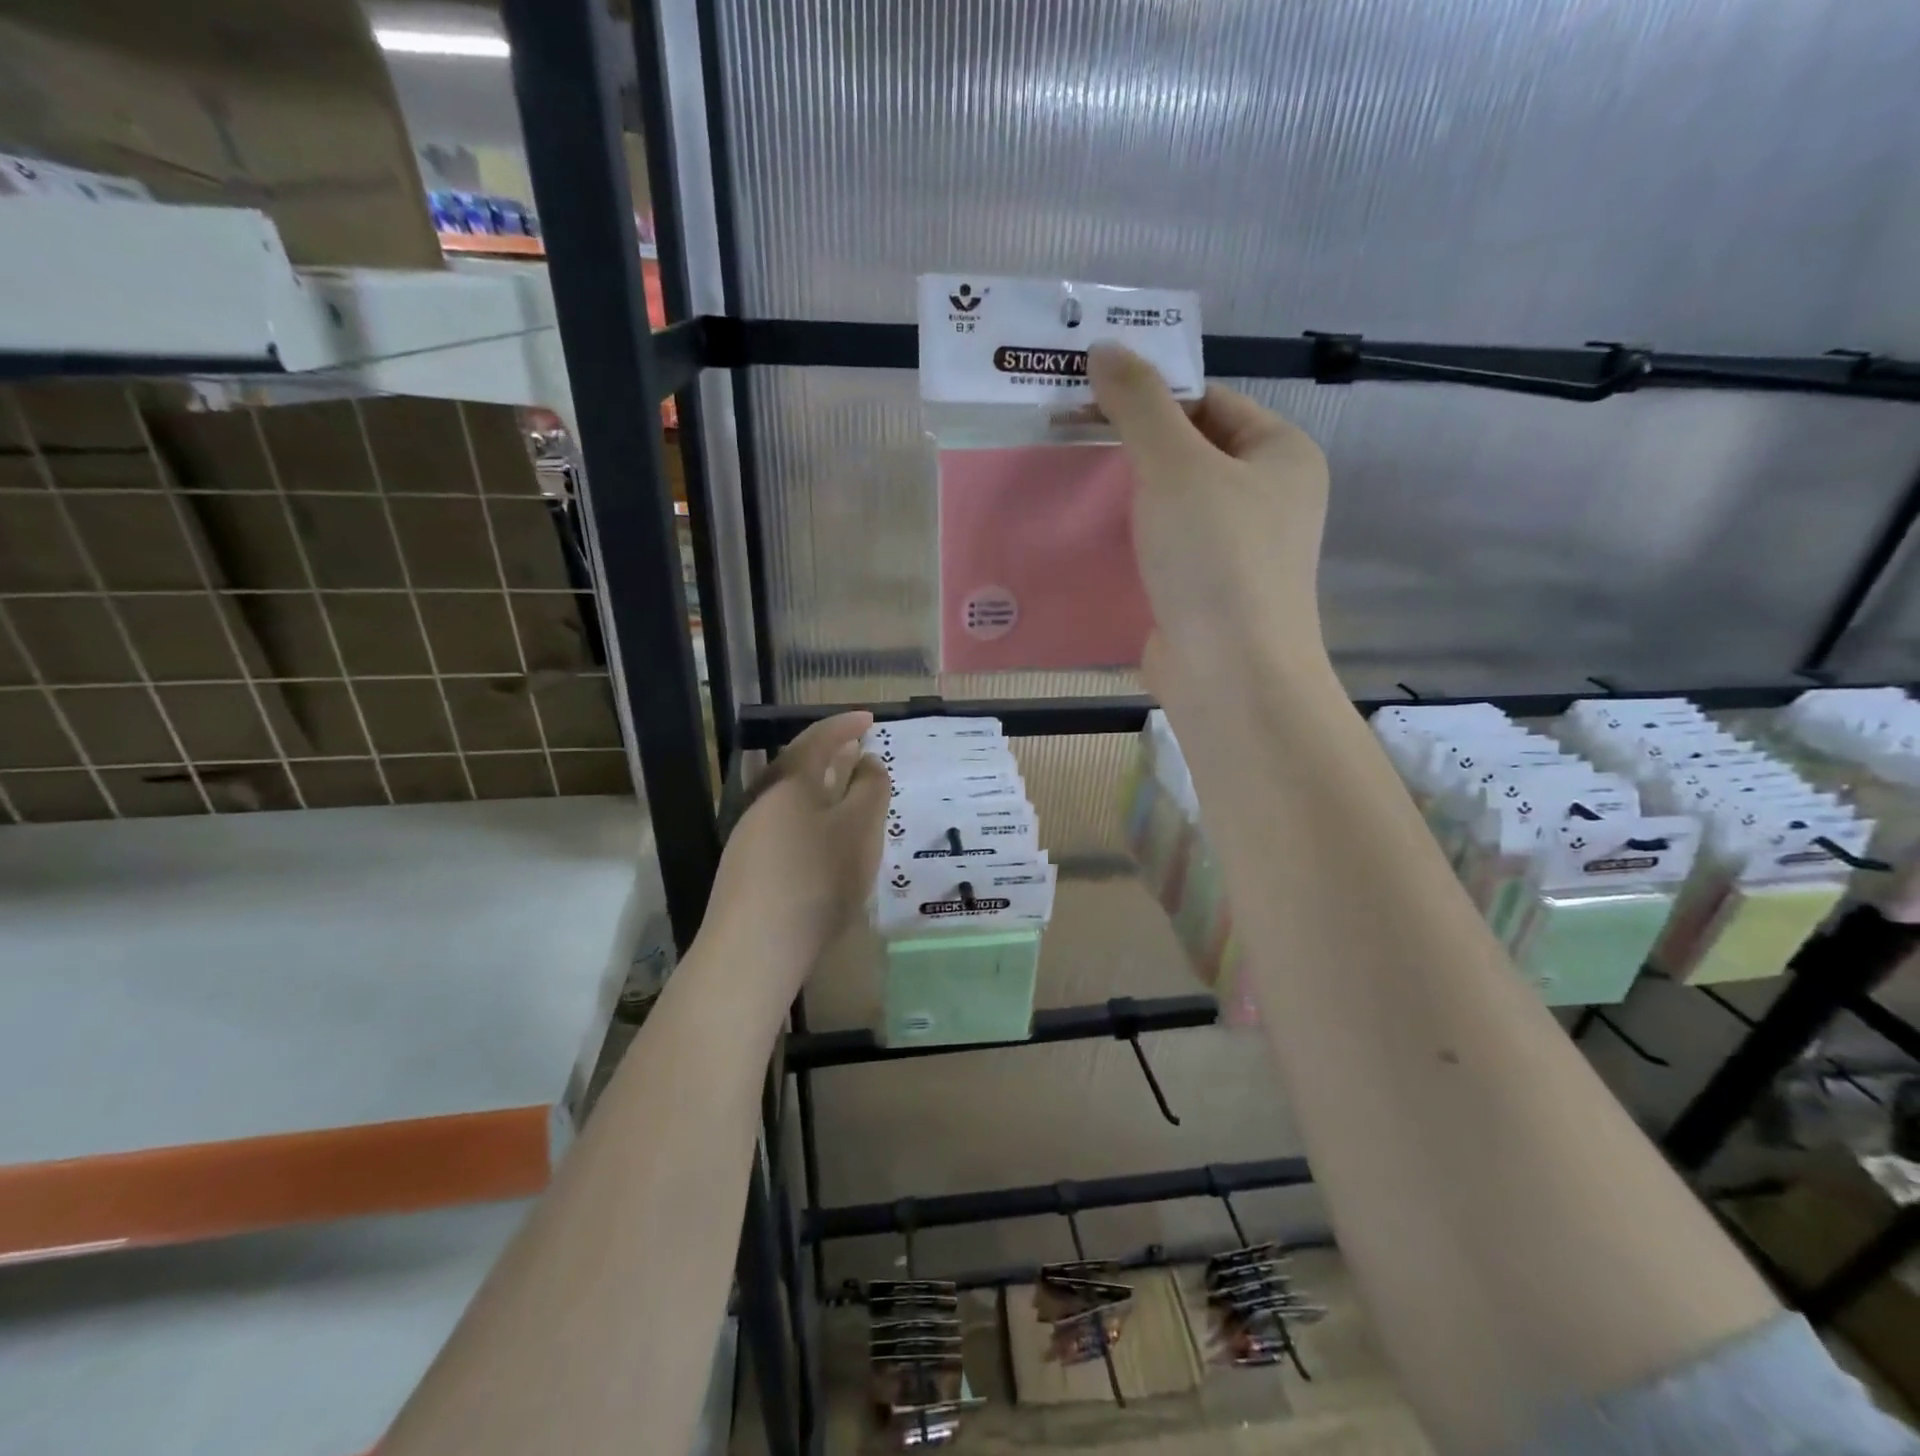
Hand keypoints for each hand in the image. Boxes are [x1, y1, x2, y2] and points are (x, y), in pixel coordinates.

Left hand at [703, 712, 887, 999]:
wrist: (755, 947)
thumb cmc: (817, 878)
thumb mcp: (860, 829)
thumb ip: (870, 790)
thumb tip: (867, 762)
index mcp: (790, 782)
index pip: (819, 738)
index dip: (845, 725)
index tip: (870, 718)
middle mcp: (764, 800)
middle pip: (799, 767)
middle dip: (831, 755)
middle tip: (858, 751)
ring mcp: (750, 835)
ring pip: (792, 800)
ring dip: (821, 790)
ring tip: (847, 796)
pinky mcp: (748, 867)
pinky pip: (786, 828)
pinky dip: (811, 820)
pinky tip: (824, 843)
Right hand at [1088, 343, 1331, 679]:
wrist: (1230, 675)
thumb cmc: (1216, 558)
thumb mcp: (1175, 465)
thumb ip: (1139, 404)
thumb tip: (1106, 348)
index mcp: (1280, 454)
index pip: (1210, 401)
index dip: (1152, 395)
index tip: (1089, 400)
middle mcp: (1266, 499)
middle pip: (1190, 454)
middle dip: (1131, 449)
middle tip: (1068, 440)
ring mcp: (1237, 552)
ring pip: (1172, 507)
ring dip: (1126, 500)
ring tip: (1068, 486)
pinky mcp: (1205, 594)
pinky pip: (1162, 552)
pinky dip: (1130, 545)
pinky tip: (1087, 541)